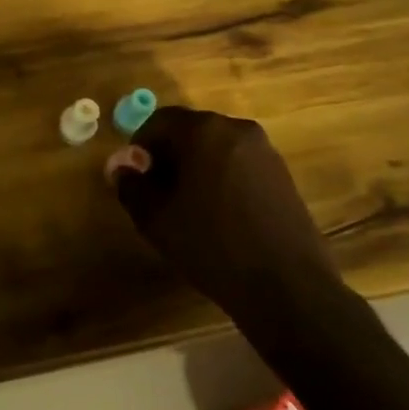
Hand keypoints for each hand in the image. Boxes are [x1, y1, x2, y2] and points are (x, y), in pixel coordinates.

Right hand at [106, 107, 343, 339]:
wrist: (288, 288)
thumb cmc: (212, 246)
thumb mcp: (156, 219)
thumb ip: (130, 185)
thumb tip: (120, 167)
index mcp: (204, 131)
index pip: (159, 121)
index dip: (140, 146)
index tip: (135, 178)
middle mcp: (237, 129)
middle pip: (189, 131)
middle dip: (168, 156)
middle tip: (157, 193)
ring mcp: (265, 151)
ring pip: (215, 148)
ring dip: (196, 167)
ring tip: (188, 207)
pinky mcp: (283, 175)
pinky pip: (239, 164)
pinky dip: (221, 178)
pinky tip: (219, 215)